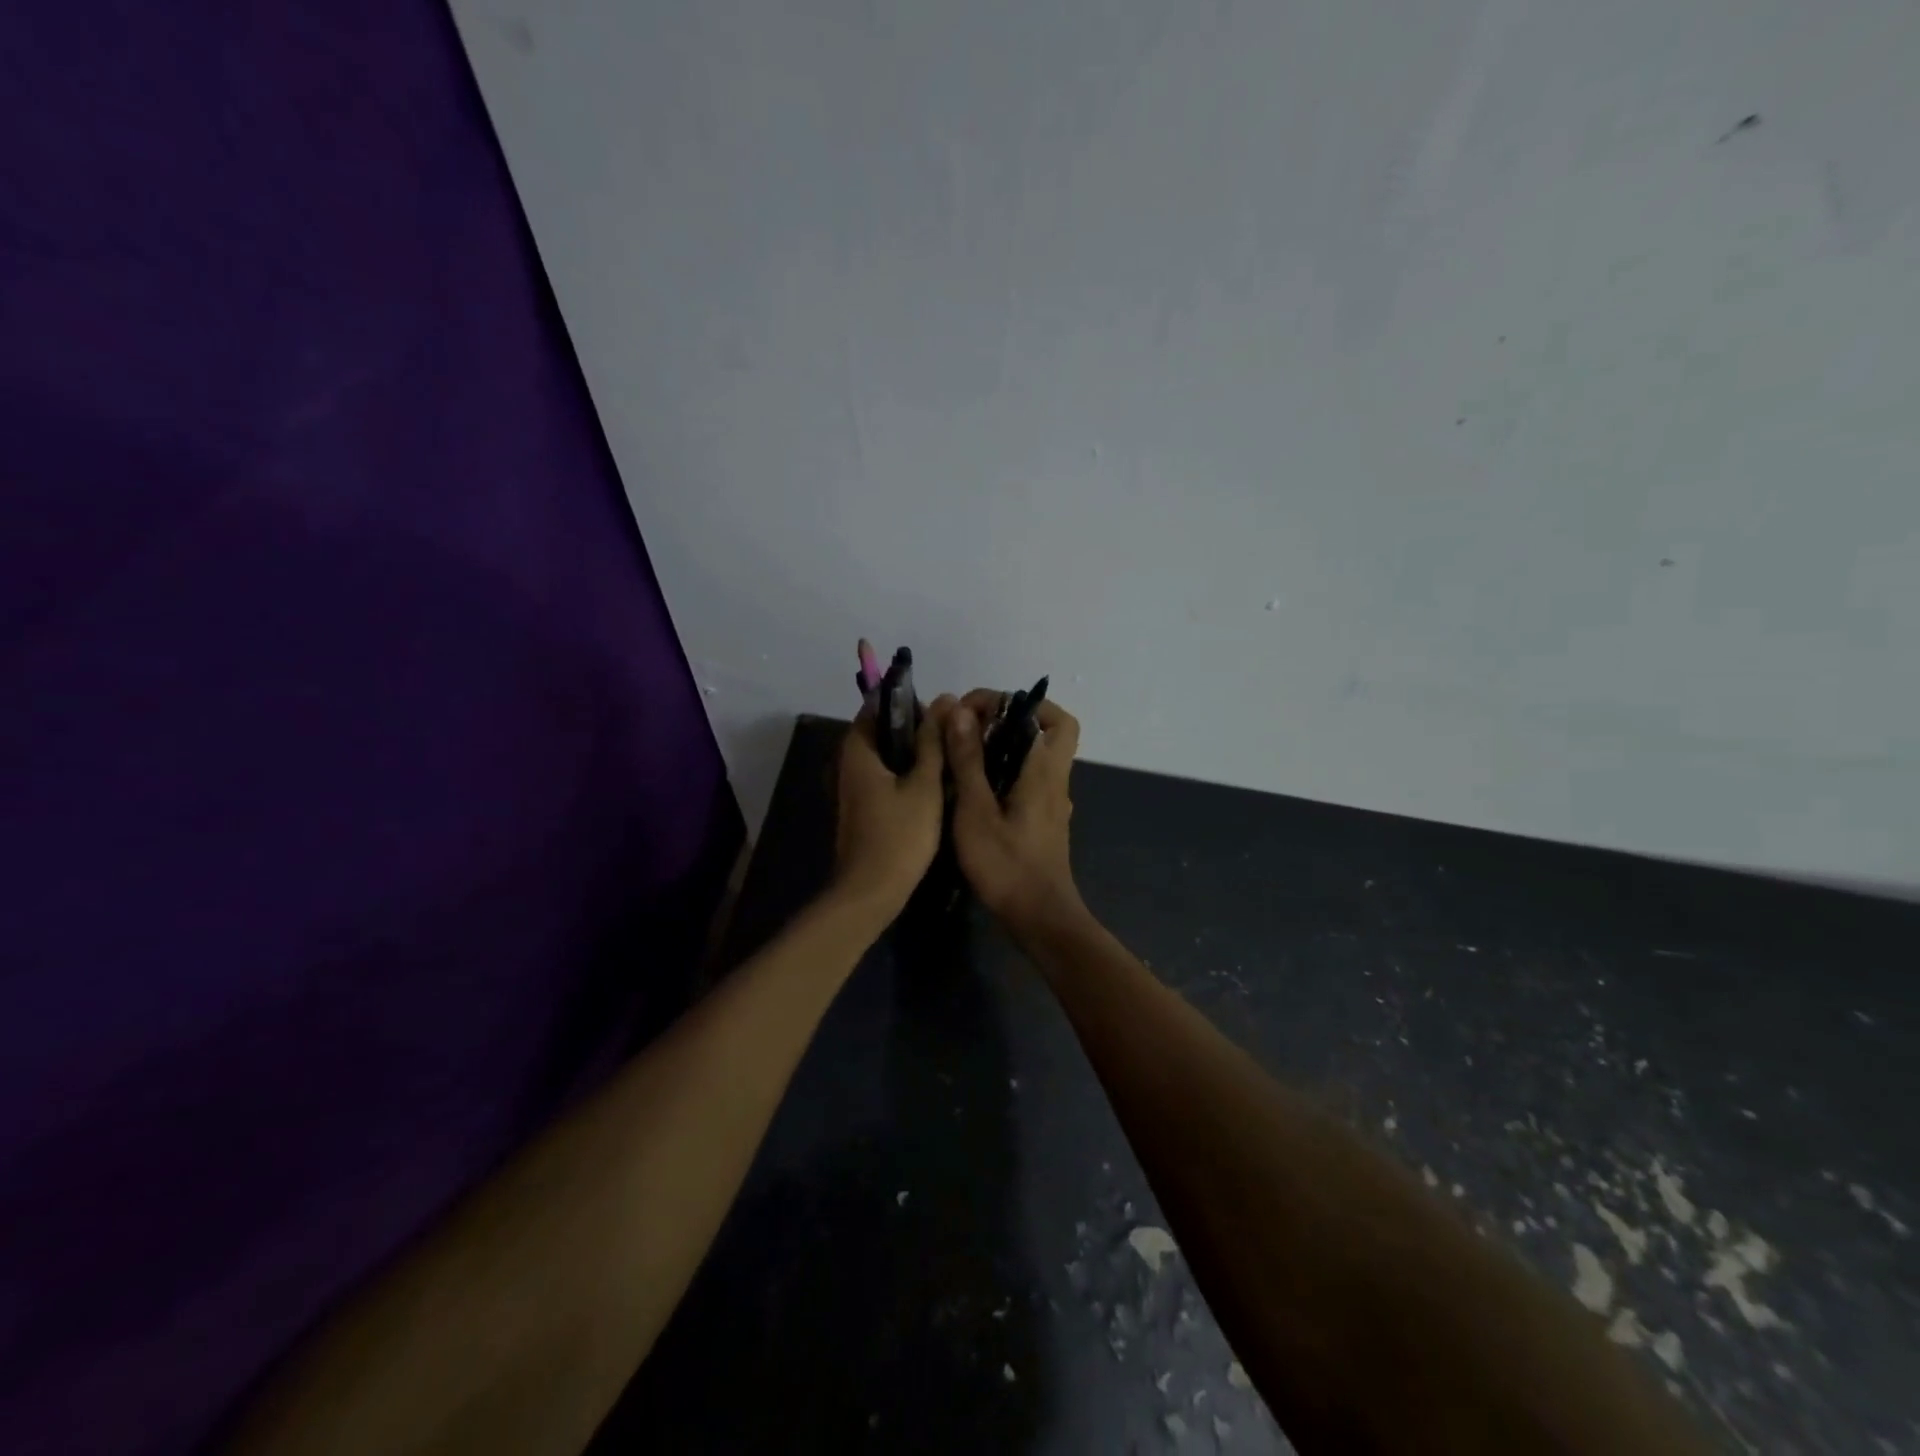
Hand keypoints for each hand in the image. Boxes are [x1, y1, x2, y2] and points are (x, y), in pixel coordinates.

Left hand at [833, 695, 954, 916]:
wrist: (870, 891)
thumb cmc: (900, 835)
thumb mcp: (924, 785)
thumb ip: (933, 742)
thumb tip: (944, 701)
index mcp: (858, 750)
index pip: (877, 706)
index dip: (909, 704)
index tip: (941, 714)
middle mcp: (847, 762)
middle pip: (881, 730)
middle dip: (915, 728)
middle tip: (950, 736)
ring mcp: (852, 786)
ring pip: (885, 755)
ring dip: (912, 752)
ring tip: (947, 756)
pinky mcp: (860, 806)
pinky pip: (883, 776)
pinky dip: (904, 773)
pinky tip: (932, 784)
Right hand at [942, 690, 1084, 933]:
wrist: (1039, 918)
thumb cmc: (1006, 865)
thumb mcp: (976, 810)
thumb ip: (968, 759)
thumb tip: (959, 710)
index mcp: (1044, 770)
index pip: (1050, 716)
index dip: (1015, 702)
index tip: (974, 710)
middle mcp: (1055, 780)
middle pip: (1046, 732)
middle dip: (1009, 719)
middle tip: (970, 727)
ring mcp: (1051, 802)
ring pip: (1035, 756)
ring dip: (1004, 745)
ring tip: (962, 751)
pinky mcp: (1042, 820)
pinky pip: (1027, 778)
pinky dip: (1004, 769)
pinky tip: (972, 786)